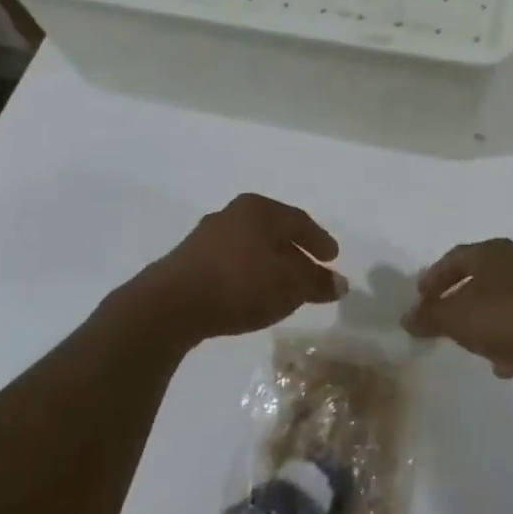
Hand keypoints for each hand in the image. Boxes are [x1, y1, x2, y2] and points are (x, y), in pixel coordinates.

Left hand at [138, 194, 341, 345]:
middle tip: (312, 269)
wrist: (172, 303)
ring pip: (251, 246)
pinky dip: (249, 273)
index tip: (333, 257)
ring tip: (283, 284)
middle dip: (295, 251)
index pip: (299, 221)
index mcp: (259, 209)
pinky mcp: (190, 259)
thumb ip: (316, 282)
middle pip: (274, 231)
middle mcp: (233, 213)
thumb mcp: (289, 286)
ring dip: (270, 263)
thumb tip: (340, 282)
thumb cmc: (240, 284)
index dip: (319, 240)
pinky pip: (232, 261)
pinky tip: (252, 291)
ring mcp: (207, 235)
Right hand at [402, 239, 512, 394]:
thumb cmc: (508, 317)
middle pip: (477, 280)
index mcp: (491, 252)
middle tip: (439, 320)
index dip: (433, 276)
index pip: (453, 257)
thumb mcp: (458, 318)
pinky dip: (508, 343)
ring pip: (499, 305)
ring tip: (467, 345)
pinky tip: (502, 364)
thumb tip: (406, 318)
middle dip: (456, 301)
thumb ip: (430, 317)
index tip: (419, 297)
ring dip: (482, 325)